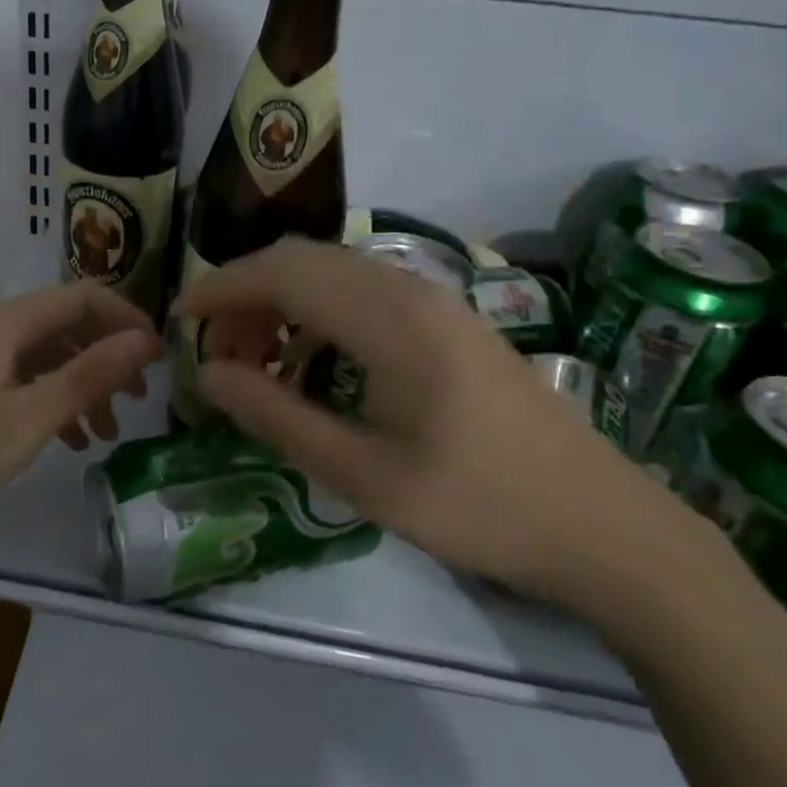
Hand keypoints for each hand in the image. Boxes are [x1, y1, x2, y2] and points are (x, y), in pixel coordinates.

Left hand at [0, 281, 161, 547]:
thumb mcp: (28, 418)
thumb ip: (89, 375)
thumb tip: (146, 340)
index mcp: (8, 323)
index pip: (85, 297)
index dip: (128, 320)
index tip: (159, 360)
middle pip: (68, 325)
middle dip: (109, 357)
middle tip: (137, 400)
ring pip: (48, 356)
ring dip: (83, 384)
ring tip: (106, 431)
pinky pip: (24, 378)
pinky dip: (53, 400)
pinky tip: (68, 438)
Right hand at [174, 238, 685, 606]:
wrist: (606, 526)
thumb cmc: (480, 508)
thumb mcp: (364, 476)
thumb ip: (278, 418)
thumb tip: (207, 375)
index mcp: (391, 320)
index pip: (282, 273)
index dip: (222, 288)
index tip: (180, 320)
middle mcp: (412, 290)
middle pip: (305, 260)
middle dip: (247, 293)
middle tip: (216, 351)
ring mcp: (438, 300)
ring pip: (335, 271)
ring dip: (283, 300)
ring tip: (257, 359)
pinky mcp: (451, 320)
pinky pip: (365, 290)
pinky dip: (320, 310)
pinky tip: (314, 359)